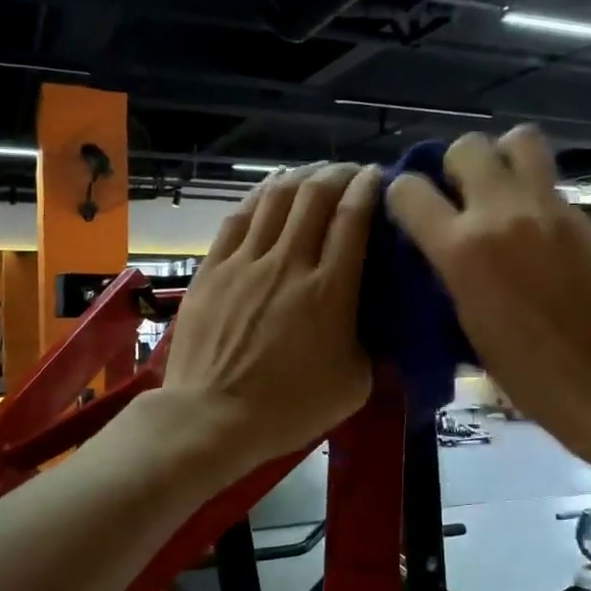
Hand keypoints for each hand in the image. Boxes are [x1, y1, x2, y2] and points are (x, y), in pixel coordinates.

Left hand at [161, 163, 380, 471]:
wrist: (212, 417)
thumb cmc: (289, 408)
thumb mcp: (354, 384)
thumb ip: (372, 343)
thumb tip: (379, 319)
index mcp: (330, 289)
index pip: (353, 217)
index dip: (368, 187)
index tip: (378, 178)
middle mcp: (289, 262)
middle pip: (315, 194)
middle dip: (337, 174)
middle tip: (350, 174)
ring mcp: (245, 262)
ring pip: (275, 197)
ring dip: (300, 177)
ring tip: (313, 175)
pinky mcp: (212, 268)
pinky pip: (238, 217)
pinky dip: (259, 196)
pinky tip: (269, 192)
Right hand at [386, 126, 590, 472]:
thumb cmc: (522, 369)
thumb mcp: (464, 320)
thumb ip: (448, 270)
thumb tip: (439, 246)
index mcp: (459, 248)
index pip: (409, 190)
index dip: (402, 197)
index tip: (410, 214)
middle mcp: (500, 212)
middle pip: (465, 146)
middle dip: (455, 167)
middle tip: (461, 197)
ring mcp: (546, 207)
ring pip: (517, 140)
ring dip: (502, 159)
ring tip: (501, 192)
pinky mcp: (581, 213)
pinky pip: (548, 179)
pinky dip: (533, 190)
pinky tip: (535, 225)